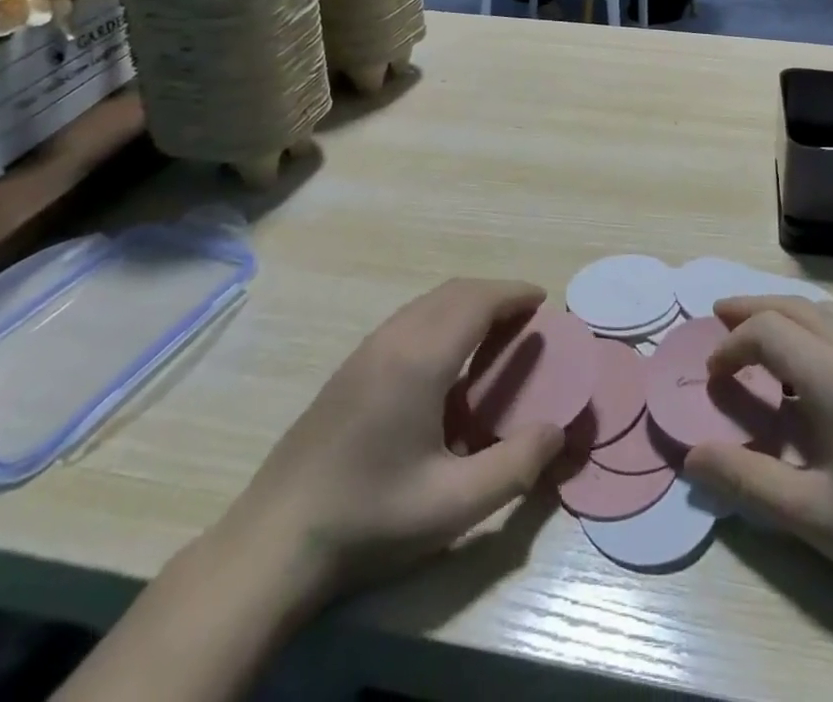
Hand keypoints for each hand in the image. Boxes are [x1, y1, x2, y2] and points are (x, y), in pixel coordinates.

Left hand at [212, 279, 564, 615]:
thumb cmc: (370, 517)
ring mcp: (366, 350)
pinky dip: (441, 318)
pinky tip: (446, 361)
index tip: (543, 301)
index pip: (478, 301)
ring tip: (494, 335)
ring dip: (466, 305)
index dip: (514, 294)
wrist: (274, 541)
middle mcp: (394, 339)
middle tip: (526, 320)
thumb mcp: (453, 505)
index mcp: (421, 358)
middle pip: (454, 292)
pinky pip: (408, 320)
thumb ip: (515, 466)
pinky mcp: (349, 368)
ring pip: (428, 303)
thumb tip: (557, 431)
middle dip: (495, 295)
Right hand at [684, 296, 832, 621]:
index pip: (768, 330)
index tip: (712, 377)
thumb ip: (745, 479)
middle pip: (794, 306)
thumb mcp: (808, 515)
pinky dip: (809, 326)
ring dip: (783, 313)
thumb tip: (691, 458)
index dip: (732, 345)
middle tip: (717, 318)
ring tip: (754, 332)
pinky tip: (803, 365)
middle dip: (751, 309)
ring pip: (822, 311)